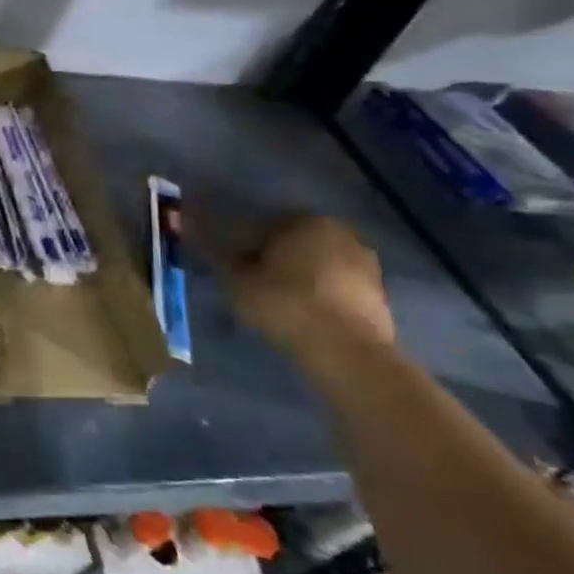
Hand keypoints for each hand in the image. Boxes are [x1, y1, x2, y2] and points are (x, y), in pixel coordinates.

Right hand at [208, 213, 396, 364]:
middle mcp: (341, 233)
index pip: (264, 223)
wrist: (347, 352)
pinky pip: (336, 286)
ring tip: (277, 300)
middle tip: (252, 281)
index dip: (242, 242)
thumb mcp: (237, 281)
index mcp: (306, 220)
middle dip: (274, 257)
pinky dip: (319, 294)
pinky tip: (303, 312)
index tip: (230, 263)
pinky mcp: (378, 294)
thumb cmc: (286, 304)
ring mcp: (366, 264)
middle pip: (294, 242)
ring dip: (299, 276)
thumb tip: (195, 233)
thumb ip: (217, 255)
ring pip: (318, 264)